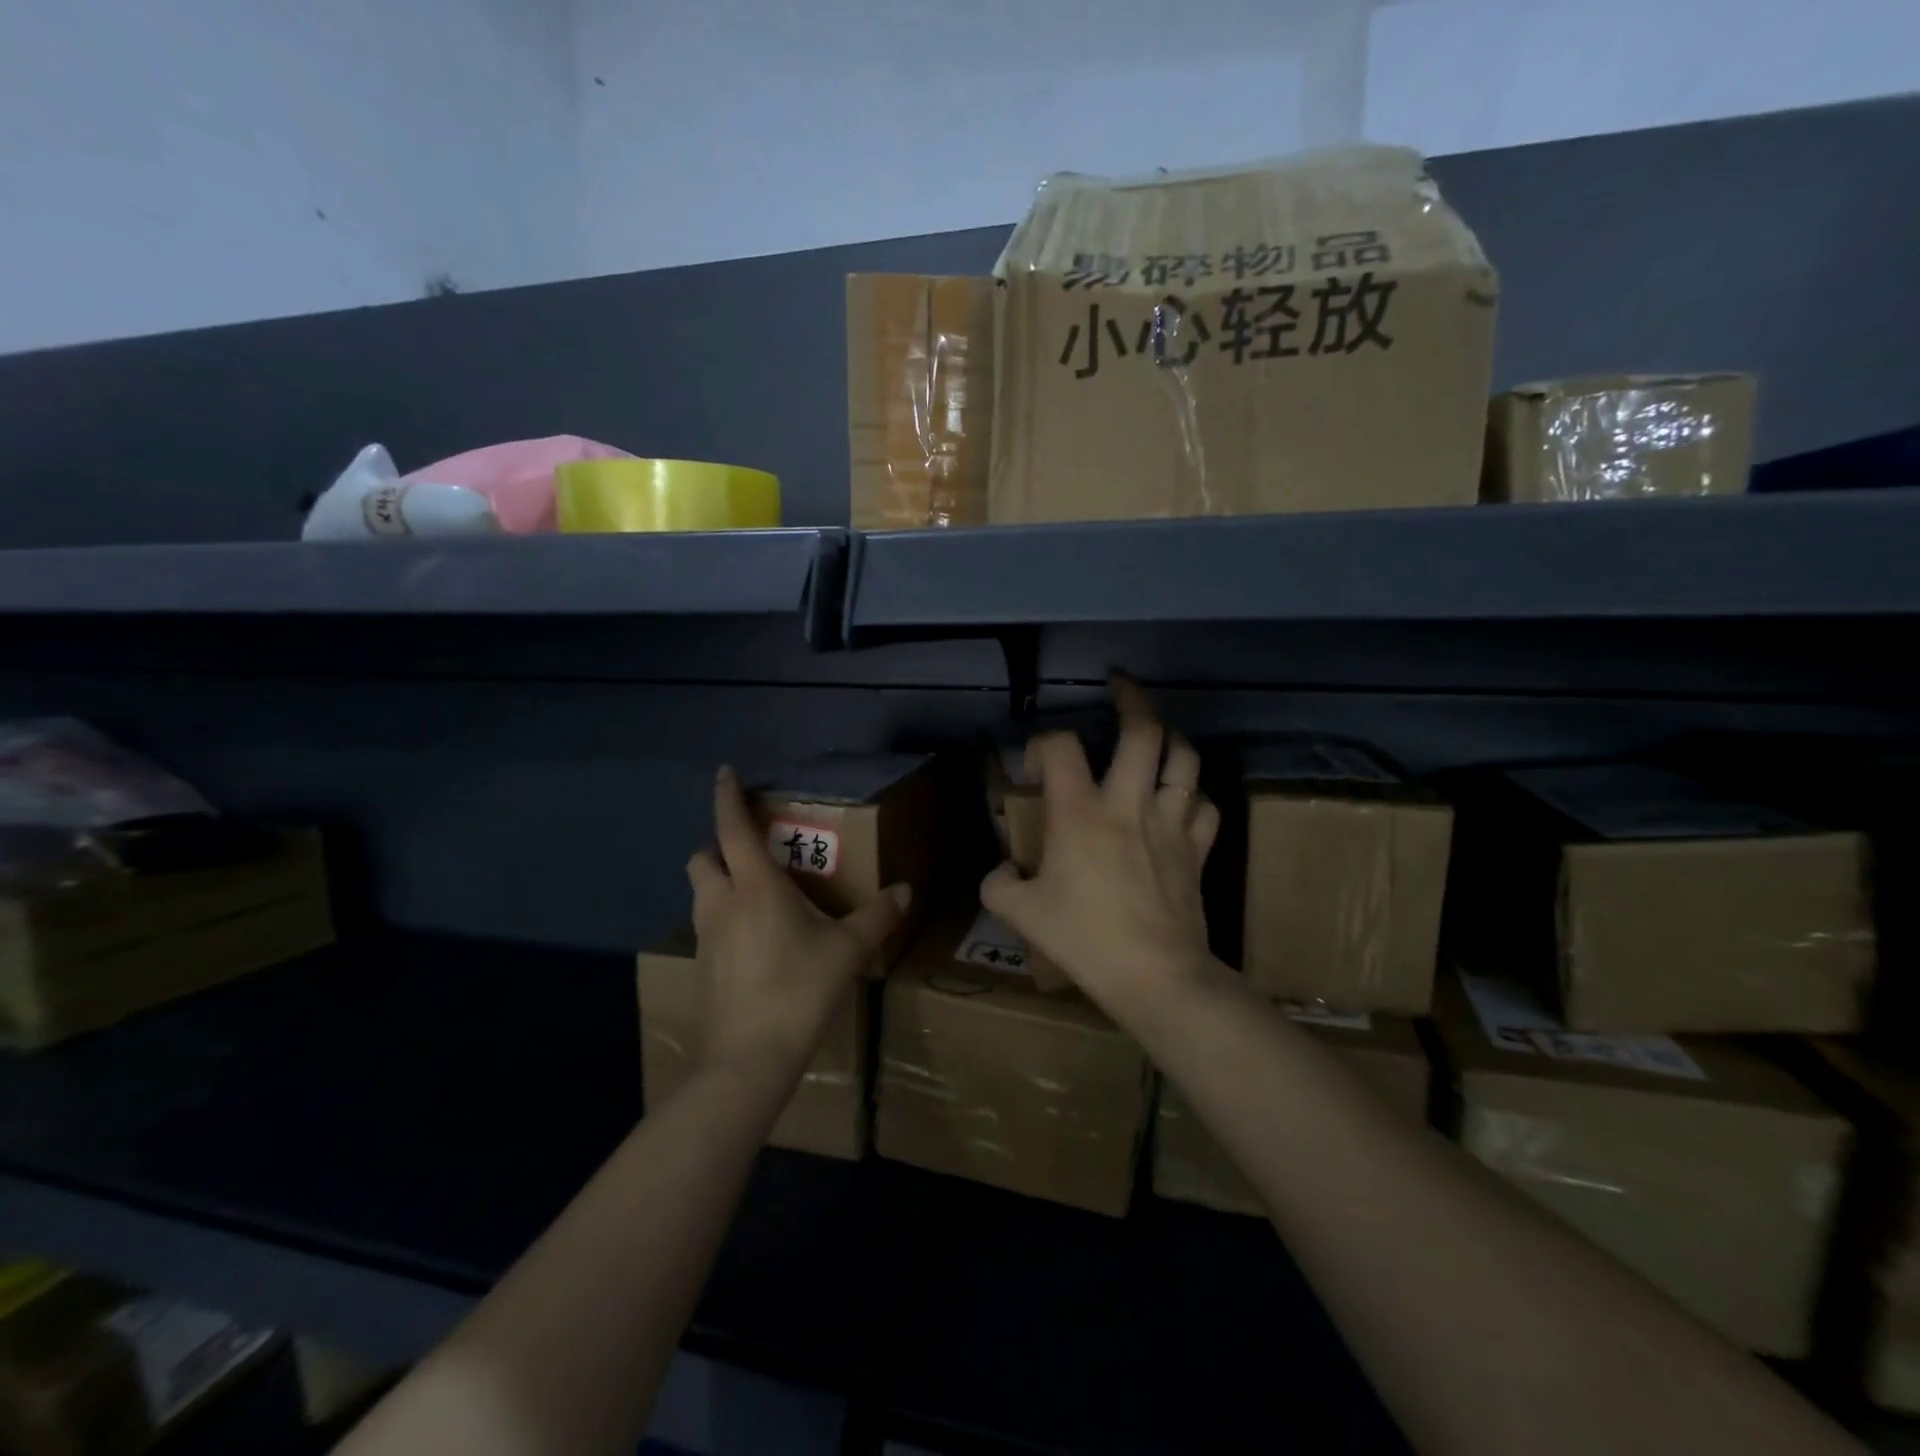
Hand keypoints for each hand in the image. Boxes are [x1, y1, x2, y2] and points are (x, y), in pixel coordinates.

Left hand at [687, 766, 909, 1087]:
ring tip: (759, 896)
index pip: (732, 828)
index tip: (725, 772)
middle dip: (720, 846)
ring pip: (702, 893)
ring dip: (721, 883)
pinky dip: (724, 919)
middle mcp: (721, 904)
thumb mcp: (846, 951)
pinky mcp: (702, 968)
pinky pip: (708, 926)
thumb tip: (905, 890)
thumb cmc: (798, 990)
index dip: (727, 797)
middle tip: (753, 853)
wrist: (747, 1061)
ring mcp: (706, 938)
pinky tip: (755, 941)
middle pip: (703, 858)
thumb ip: (877, 917)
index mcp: (754, 887)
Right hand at [981, 674, 1220, 1011]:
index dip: (1041, 743)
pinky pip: (1205, 804)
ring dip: (1171, 738)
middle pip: (1142, 730)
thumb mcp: (1021, 914)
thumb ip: (997, 885)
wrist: (1155, 976)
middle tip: (1119, 685)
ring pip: (1185, 757)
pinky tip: (1180, 801)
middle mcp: (1128, 803)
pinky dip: (1193, 795)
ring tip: (1156, 736)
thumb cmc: (1085, 940)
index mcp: (1079, 812)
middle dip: (1132, 697)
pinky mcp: (1197, 847)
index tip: (1033, 767)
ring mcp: (1170, 822)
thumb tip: (1003, 870)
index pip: (1059, 745)